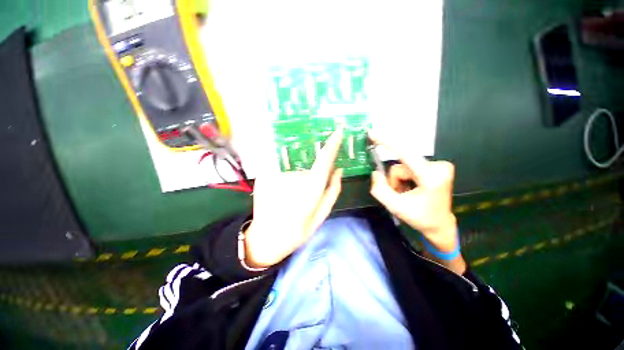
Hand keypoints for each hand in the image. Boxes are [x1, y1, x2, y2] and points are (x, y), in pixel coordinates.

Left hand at [244, 127, 344, 267]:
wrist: (265, 238)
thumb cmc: (297, 231)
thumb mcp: (321, 215)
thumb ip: (332, 191)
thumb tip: (338, 170)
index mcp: (311, 188)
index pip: (324, 159)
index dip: (332, 144)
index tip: (338, 131)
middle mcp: (295, 177)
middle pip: (309, 170)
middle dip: (309, 183)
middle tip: (301, 202)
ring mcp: (277, 174)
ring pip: (295, 173)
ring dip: (295, 185)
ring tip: (287, 203)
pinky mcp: (264, 175)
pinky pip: (281, 174)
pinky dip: (283, 184)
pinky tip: (278, 199)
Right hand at [369, 130, 464, 273]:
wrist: (439, 224)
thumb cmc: (419, 218)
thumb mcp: (394, 207)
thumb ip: (379, 189)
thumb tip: (375, 173)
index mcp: (430, 177)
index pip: (405, 154)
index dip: (387, 142)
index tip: (373, 133)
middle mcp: (438, 166)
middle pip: (401, 165)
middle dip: (394, 179)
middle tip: (399, 194)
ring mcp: (440, 165)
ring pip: (404, 166)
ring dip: (399, 180)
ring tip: (406, 193)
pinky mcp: (437, 166)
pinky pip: (410, 166)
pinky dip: (405, 177)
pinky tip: (412, 188)